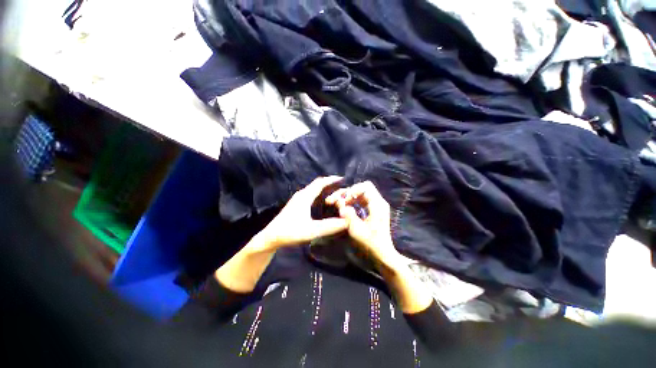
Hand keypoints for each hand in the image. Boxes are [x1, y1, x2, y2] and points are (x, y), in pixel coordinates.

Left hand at [258, 176, 348, 249]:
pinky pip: (311, 195)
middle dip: (329, 184)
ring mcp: (298, 200)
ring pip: (313, 190)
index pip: (320, 183)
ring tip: (335, 193)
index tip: (342, 179)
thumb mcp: (311, 230)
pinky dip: (319, 195)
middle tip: (342, 187)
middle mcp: (301, 195)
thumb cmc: (290, 232)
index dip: (331, 179)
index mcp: (305, 197)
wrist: (270, 237)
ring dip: (324, 189)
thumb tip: (346, 221)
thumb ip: (329, 226)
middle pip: (317, 185)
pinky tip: (323, 203)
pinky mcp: (296, 205)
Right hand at [326, 181, 403, 270]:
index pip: (365, 186)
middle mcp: (378, 202)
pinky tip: (345, 208)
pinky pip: (361, 201)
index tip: (344, 199)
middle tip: (336, 201)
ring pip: (360, 194)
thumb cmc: (371, 244)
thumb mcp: (357, 230)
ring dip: (348, 198)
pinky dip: (352, 202)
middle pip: (362, 188)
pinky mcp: (373, 211)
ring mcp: (376, 206)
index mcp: (377, 204)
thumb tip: (340, 203)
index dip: (353, 189)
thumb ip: (348, 214)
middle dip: (348, 193)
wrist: (382, 255)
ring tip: (337, 205)